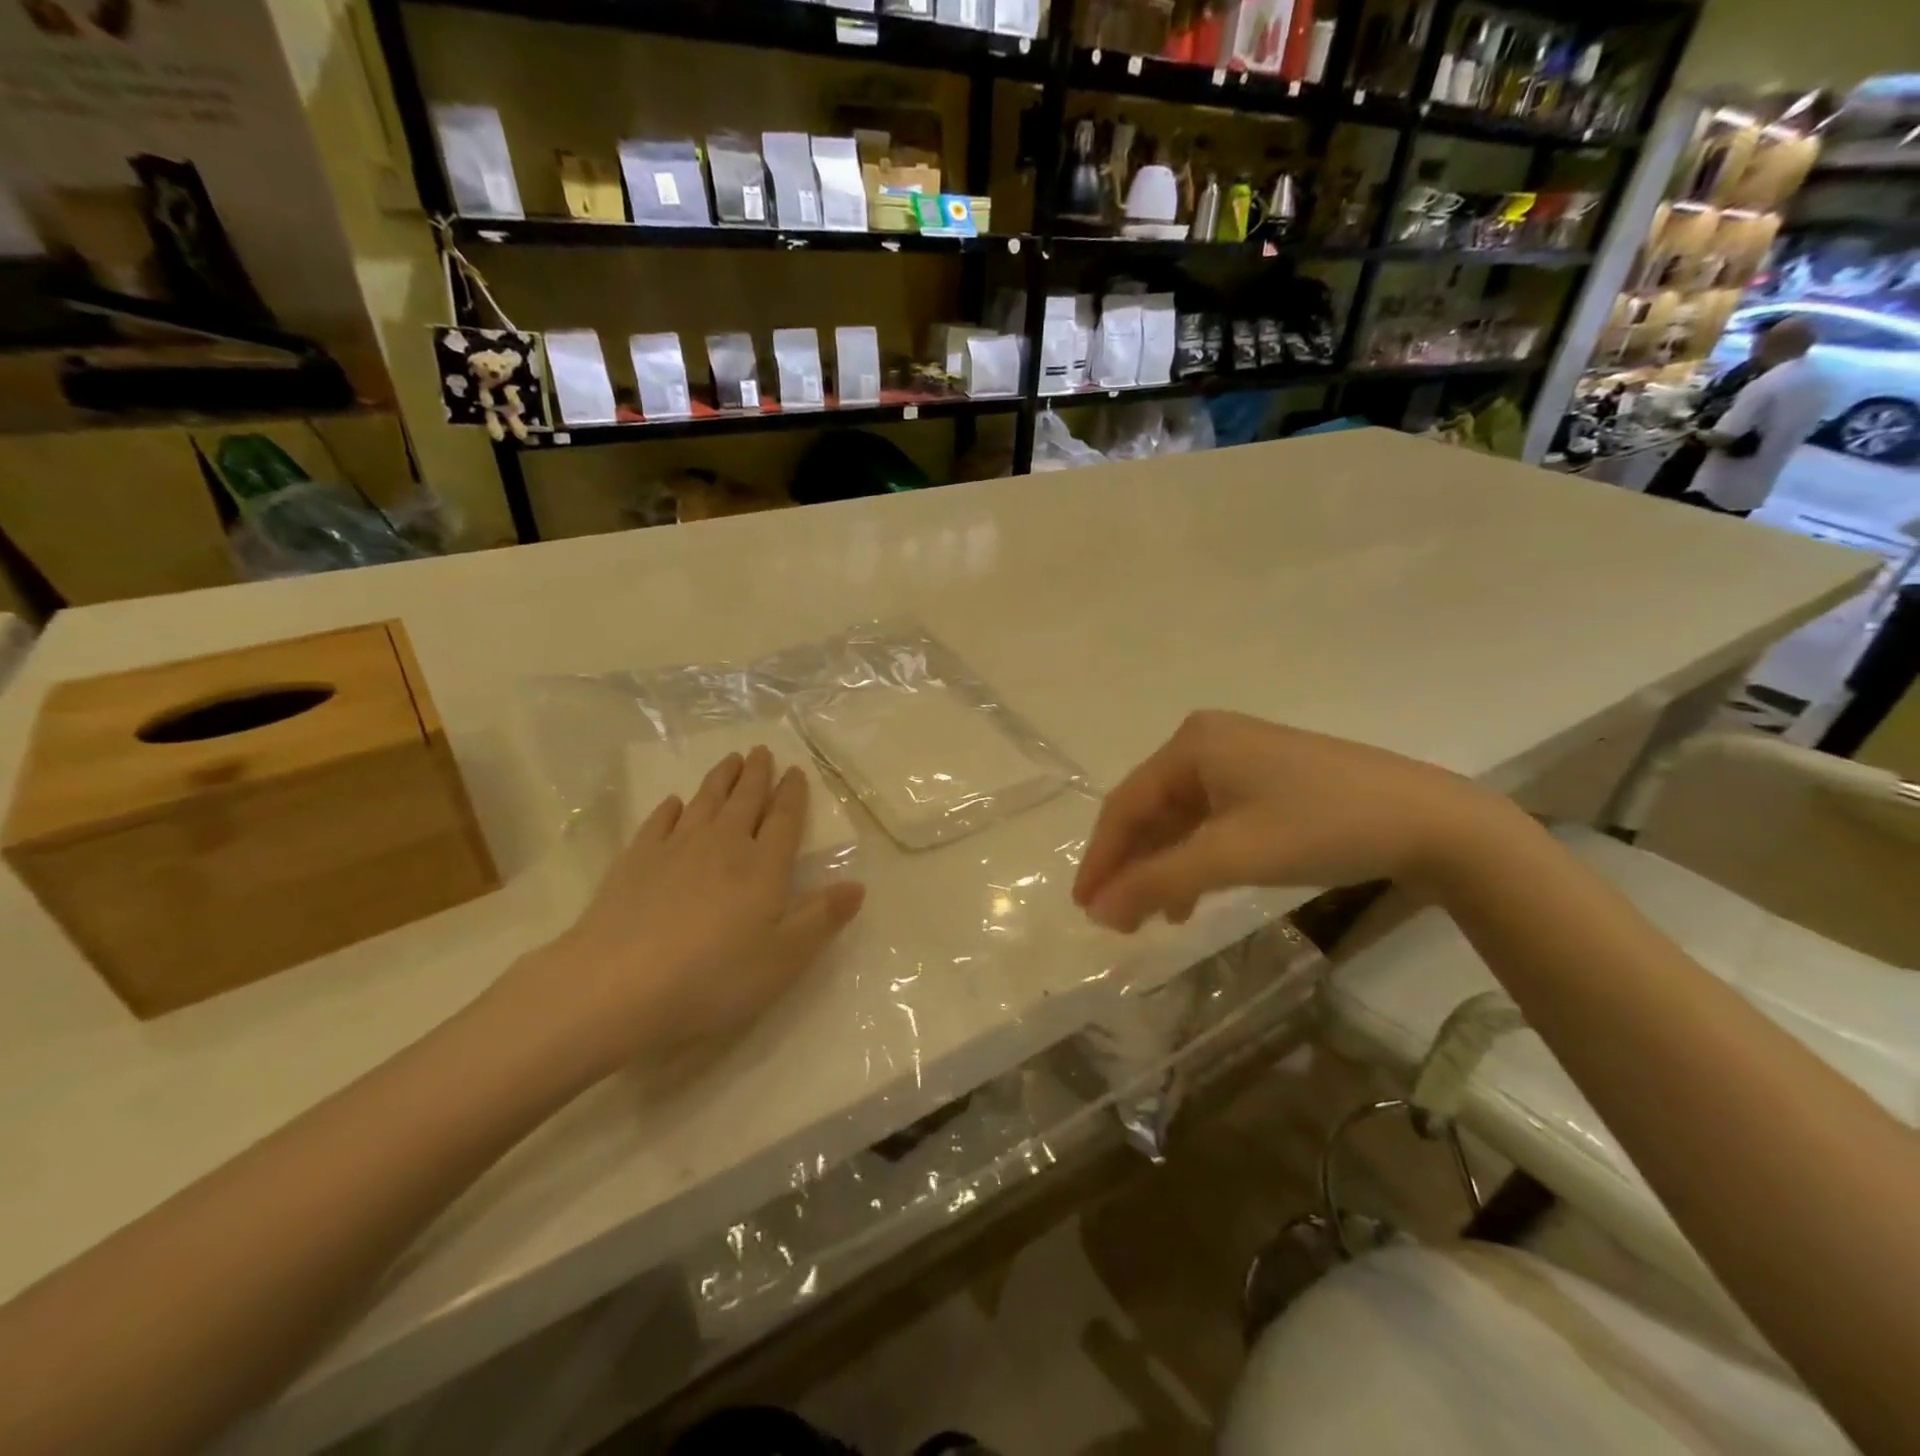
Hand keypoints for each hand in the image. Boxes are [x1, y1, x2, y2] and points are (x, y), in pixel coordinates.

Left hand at [500, 747, 864, 1077]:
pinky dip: (670, 809)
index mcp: (763, 867)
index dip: (792, 795)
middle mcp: (722, 846)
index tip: (796, 771)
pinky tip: (673, 803)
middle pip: (745, 801)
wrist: (617, 986)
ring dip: (720, 780)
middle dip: (756, 775)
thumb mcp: (784, 958)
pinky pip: (658, 823)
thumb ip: (822, 918)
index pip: (784, 820)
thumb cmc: (714, 977)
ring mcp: (675, 850)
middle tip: (761, 751)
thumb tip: (858, 885)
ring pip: (704, 803)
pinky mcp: (634, 862)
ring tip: (729, 760)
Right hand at [1073, 710, 1500, 932]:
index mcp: (1191, 744)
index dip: (1101, 859)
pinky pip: (1211, 820)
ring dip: (1163, 867)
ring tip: (1152, 918)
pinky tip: (1194, 895)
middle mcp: (1207, 741)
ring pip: (1180, 819)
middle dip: (1131, 866)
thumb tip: (1098, 911)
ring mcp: (1239, 758)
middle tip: (1113, 919)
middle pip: (1150, 810)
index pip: (1126, 805)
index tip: (1083, 907)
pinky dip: (1196, 858)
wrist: (1429, 820)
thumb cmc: (1320, 827)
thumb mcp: (1230, 855)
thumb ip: (1157, 882)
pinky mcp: (1265, 779)